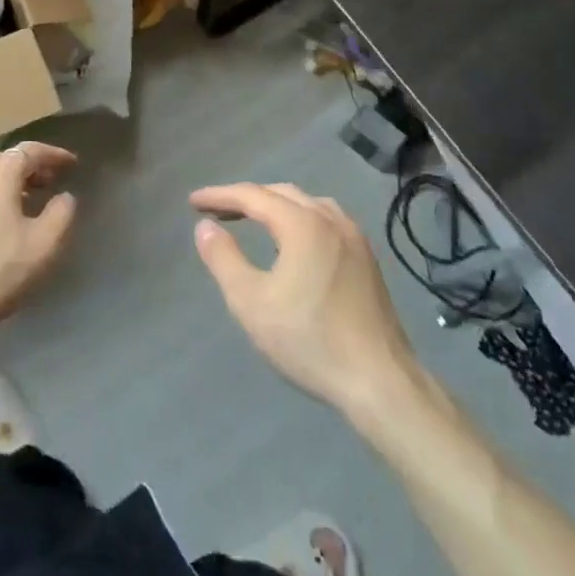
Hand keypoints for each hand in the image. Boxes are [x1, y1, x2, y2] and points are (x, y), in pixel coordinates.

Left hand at [0, 142, 77, 398]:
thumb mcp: (43, 246)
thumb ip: (61, 215)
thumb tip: (65, 197)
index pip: (29, 151)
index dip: (53, 154)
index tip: (71, 163)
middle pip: (3, 160)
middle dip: (29, 166)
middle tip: (49, 181)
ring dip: (7, 183)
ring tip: (25, 202)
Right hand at [191, 183, 417, 416]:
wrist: (381, 382)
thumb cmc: (310, 340)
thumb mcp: (251, 302)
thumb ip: (223, 258)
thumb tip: (205, 226)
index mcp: (302, 223)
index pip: (252, 195)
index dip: (220, 196)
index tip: (193, 202)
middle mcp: (330, 218)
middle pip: (280, 193)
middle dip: (246, 198)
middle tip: (217, 211)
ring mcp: (354, 237)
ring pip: (307, 204)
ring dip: (275, 205)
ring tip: (252, 219)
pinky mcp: (367, 258)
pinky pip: (326, 220)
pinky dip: (299, 218)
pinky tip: (294, 241)